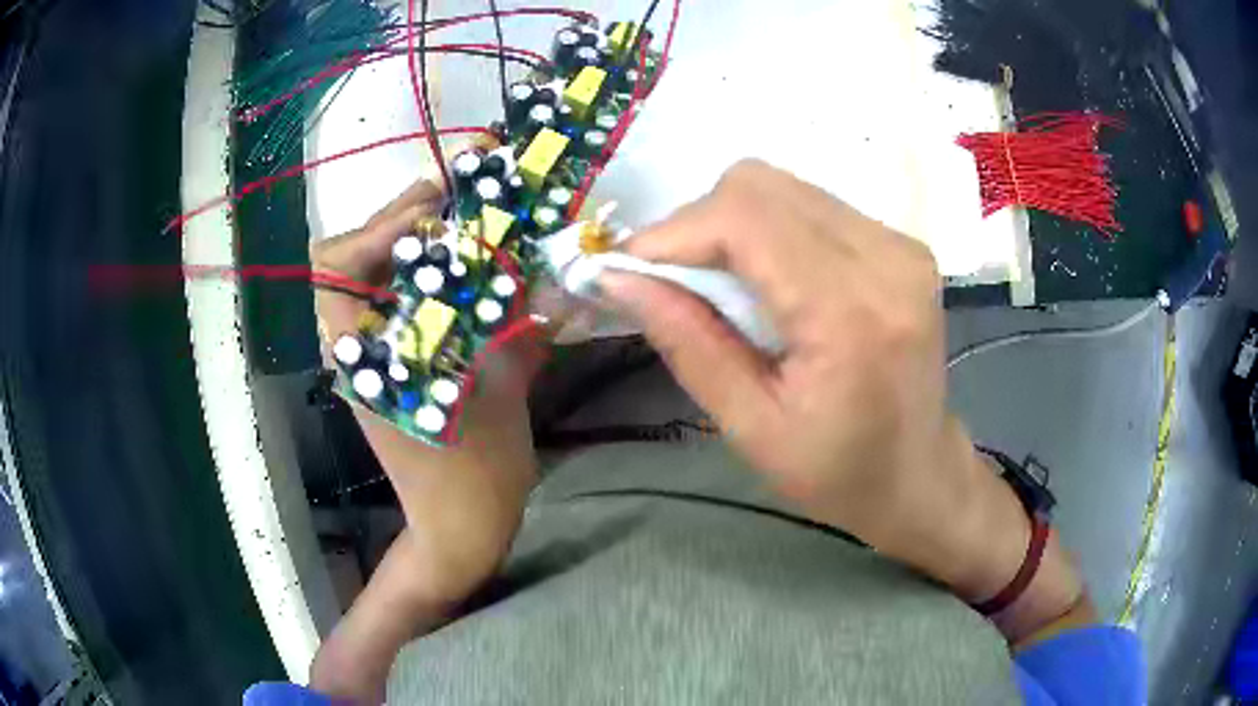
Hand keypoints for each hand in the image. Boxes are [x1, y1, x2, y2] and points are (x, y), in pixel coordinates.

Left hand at [309, 178, 543, 700]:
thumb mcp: (504, 389)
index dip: (375, 229)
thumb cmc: (477, 471)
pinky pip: (388, 299)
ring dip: (404, 242)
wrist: (460, 523)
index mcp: (364, 358)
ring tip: (456, 221)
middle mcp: (353, 349)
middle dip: (393, 221)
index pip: (334, 269)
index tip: (432, 213)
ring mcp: (365, 356)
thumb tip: (548, 264)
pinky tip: (458, 268)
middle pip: (344, 260)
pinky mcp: (383, 364)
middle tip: (450, 197)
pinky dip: (417, 272)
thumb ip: (521, 321)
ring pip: (364, 276)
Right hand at [601, 160, 1085, 640]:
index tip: (630, 268)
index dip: (673, 233)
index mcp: (850, 315)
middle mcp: (885, 259)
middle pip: (760, 186)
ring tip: (720, 284)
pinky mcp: (901, 243)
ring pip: (783, 187)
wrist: (920, 474)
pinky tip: (769, 280)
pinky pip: (812, 205)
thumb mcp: (750, 428)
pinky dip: (769, 230)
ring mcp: (900, 244)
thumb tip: (619, 278)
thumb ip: (688, 343)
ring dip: (731, 225)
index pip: (745, 220)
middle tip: (673, 280)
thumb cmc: (837, 473)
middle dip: (697, 225)